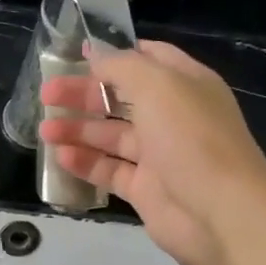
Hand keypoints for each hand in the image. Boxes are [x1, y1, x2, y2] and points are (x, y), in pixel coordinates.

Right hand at [39, 40, 265, 264]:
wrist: (221, 212)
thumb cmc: (191, 138)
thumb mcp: (156, 85)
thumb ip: (121, 66)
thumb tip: (94, 52)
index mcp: (185, 84)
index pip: (148, 59)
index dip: (114, 55)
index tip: (76, 54)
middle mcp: (173, 116)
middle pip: (121, 98)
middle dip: (84, 94)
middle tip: (47, 94)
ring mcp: (160, 155)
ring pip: (112, 136)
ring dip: (78, 130)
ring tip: (45, 130)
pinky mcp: (146, 189)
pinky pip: (110, 171)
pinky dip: (86, 163)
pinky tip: (60, 158)